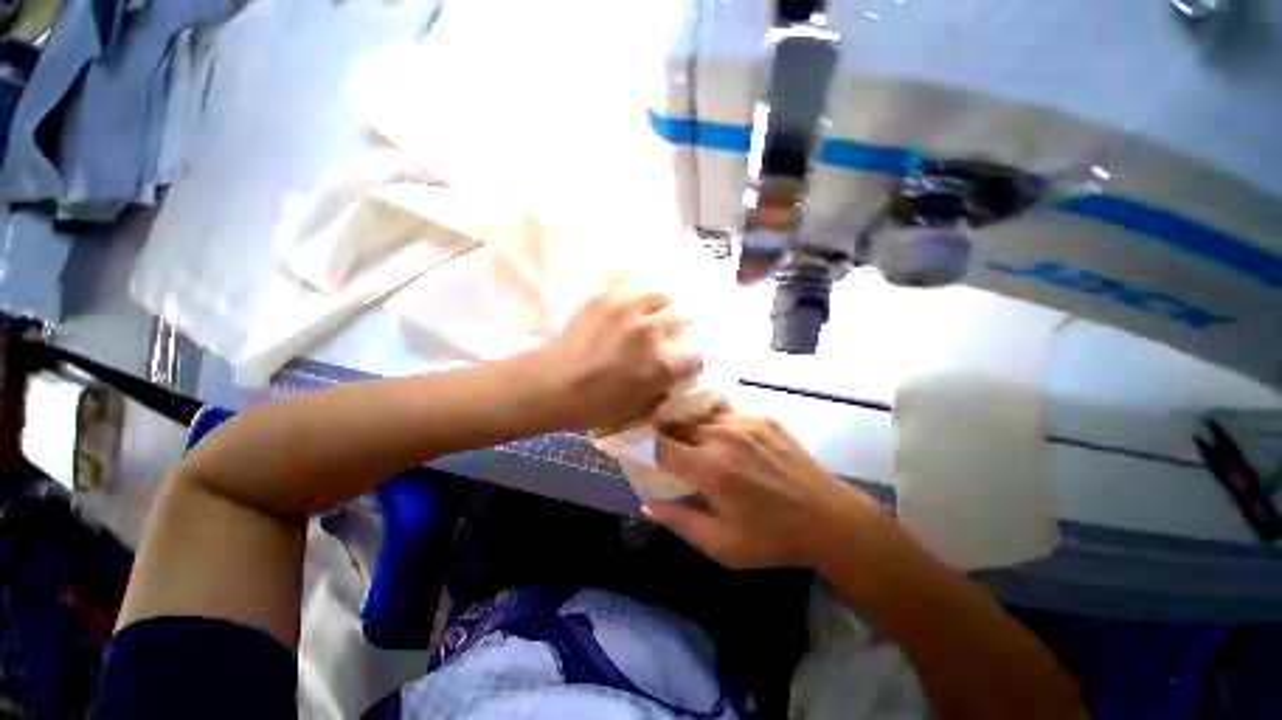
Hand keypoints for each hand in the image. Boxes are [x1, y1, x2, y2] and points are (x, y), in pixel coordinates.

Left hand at [530, 288, 701, 430]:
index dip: (693, 359)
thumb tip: (672, 380)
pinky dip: (632, 288)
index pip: (696, 355)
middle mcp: (651, 332)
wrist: (550, 385)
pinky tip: (628, 295)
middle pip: (683, 318)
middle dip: (681, 328)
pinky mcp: (605, 298)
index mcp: (661, 364)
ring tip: (652, 311)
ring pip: (661, 295)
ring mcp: (628, 310)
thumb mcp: (636, 411)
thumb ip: (661, 393)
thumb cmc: (593, 406)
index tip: (685, 361)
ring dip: (661, 305)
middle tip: (671, 333)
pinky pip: (627, 280)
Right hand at [645, 412, 882, 567]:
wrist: (828, 519)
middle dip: (665, 434)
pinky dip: (714, 422)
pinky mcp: (762, 418)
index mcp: (709, 468)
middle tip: (665, 449)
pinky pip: (725, 412)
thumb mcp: (722, 545)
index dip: (647, 450)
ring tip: (691, 441)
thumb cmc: (772, 538)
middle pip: (677, 423)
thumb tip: (647, 503)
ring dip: (689, 426)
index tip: (644, 456)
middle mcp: (722, 435)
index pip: (660, 446)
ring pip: (699, 414)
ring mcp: (744, 422)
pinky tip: (722, 438)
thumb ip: (679, 522)